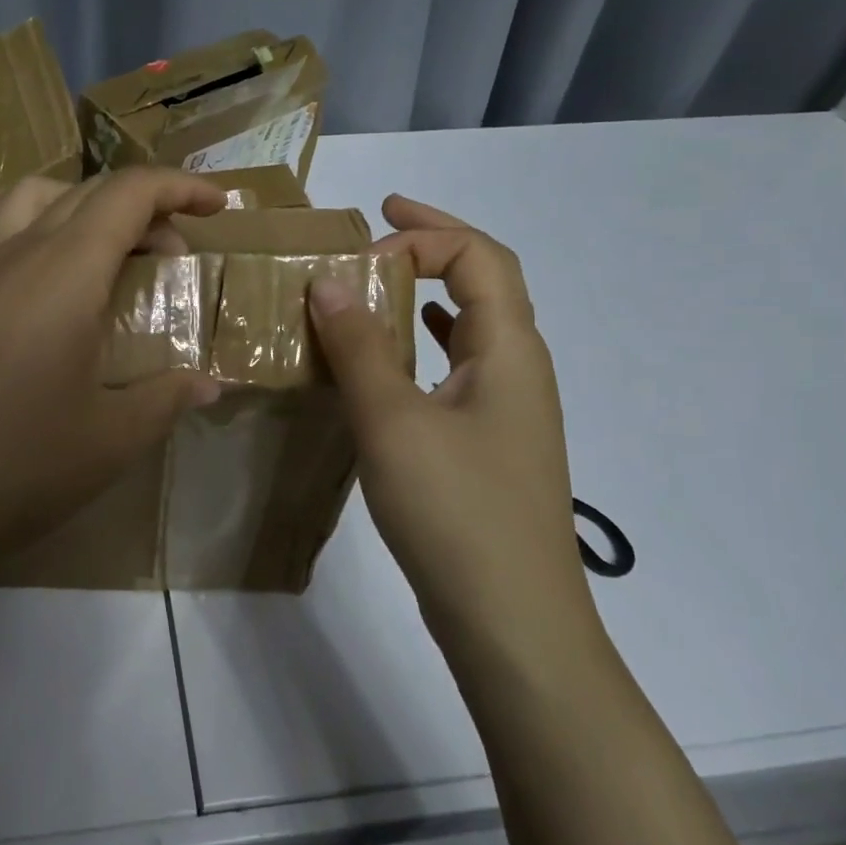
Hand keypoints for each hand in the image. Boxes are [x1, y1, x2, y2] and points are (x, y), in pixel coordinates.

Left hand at [0, 169, 224, 591]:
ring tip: (102, 242)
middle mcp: (17, 256)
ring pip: (24, 199)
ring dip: (74, 203)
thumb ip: (168, 398)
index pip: (129, 195)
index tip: (217, 207)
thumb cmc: (22, 468)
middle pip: (85, 194)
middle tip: (172, 256)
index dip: (178, 188)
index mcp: (69, 275)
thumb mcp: (114, 439)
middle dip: (142, 208)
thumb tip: (210, 385)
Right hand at [307, 195, 604, 675]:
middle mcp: (518, 369)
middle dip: (433, 242)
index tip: (362, 249)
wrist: (512, 624)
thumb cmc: (456, 511)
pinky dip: (422, 343)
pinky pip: (456, 368)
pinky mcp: (487, 444)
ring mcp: (507, 410)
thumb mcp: (394, 420)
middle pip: (485, 280)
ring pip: (470, 326)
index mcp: (509, 350)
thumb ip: (359, 346)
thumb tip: (327, 281)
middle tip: (379, 221)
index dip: (424, 235)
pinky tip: (391, 358)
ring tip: (375, 283)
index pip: (479, 257)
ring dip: (426, 292)